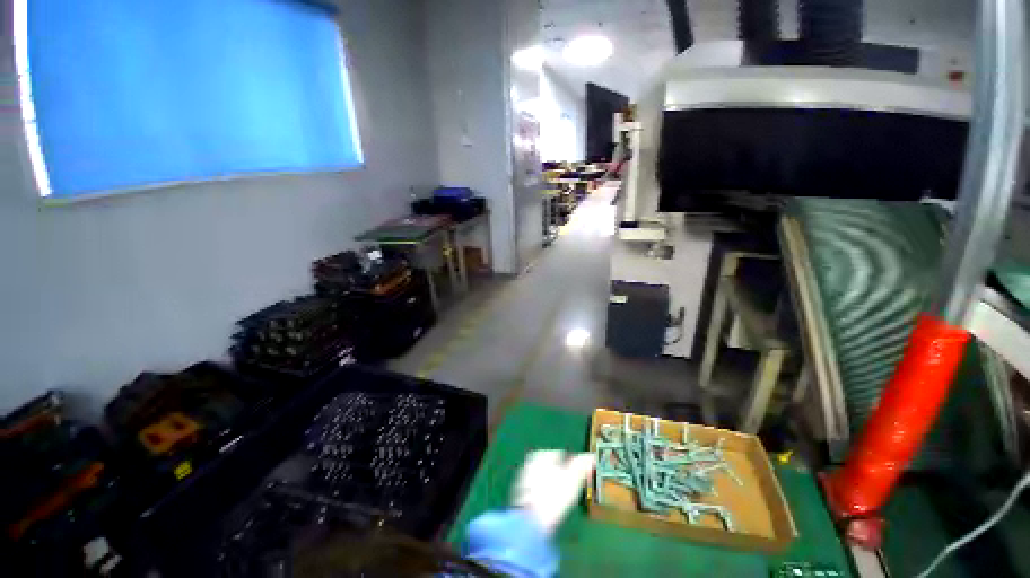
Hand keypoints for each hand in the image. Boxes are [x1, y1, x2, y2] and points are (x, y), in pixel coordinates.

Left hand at [511, 450, 595, 533]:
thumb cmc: (554, 496)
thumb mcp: (573, 478)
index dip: (572, 466)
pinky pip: (537, 489)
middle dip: (560, 475)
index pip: (562, 455)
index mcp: (541, 454)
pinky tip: (550, 505)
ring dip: (552, 485)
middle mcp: (530, 462)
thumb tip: (591, 456)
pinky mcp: (520, 494)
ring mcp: (523, 477)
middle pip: (551, 466)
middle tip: (569, 488)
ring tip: (560, 498)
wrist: (531, 521)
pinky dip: (544, 494)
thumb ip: (582, 464)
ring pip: (543, 478)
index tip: (578, 478)